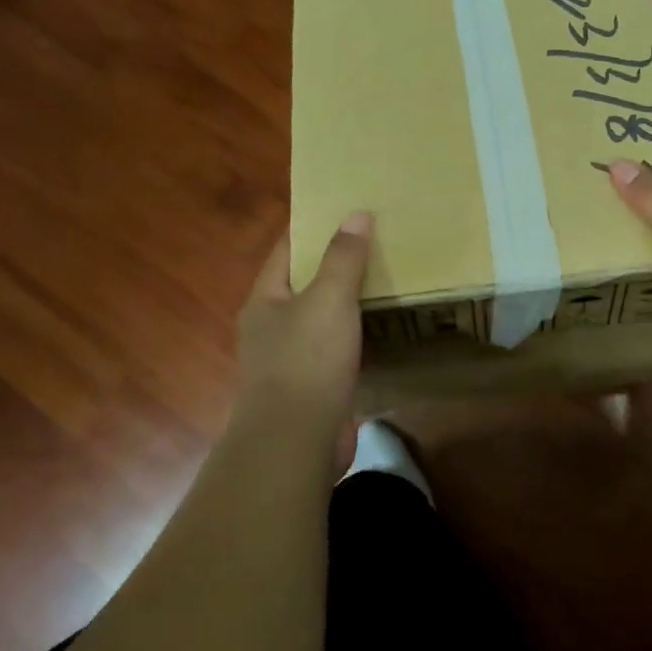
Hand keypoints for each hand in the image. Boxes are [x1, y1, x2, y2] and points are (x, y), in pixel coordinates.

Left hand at [235, 212, 372, 438]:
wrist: (296, 442)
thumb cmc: (306, 361)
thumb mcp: (328, 299)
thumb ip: (343, 257)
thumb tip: (356, 213)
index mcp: (265, 299)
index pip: (287, 248)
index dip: (313, 225)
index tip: (345, 207)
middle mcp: (272, 326)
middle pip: (305, 282)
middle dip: (336, 262)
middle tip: (376, 239)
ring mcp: (291, 359)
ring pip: (323, 317)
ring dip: (348, 300)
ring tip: (385, 276)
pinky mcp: (313, 386)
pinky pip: (336, 348)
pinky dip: (356, 334)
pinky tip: (381, 326)